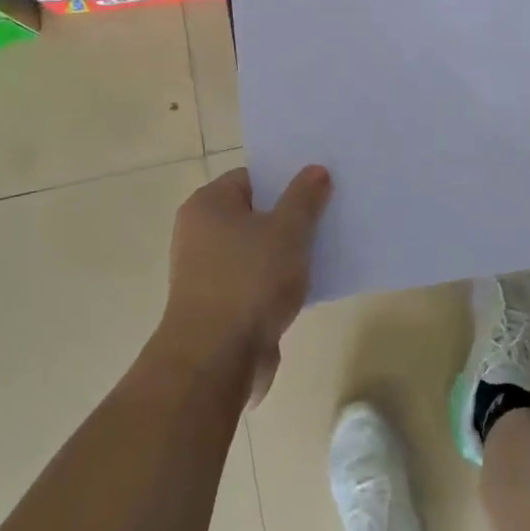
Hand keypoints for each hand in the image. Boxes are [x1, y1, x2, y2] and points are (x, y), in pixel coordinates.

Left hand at [158, 165, 331, 403]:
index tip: (320, 186)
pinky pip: (255, 281)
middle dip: (291, 216)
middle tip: (329, 215)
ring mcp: (208, 271)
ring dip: (286, 252)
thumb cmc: (249, 282)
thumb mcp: (287, 231)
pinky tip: (308, 286)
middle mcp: (200, 233)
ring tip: (326, 249)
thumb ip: (304, 198)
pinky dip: (277, 282)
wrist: (215, 360)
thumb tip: (315, 169)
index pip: (251, 178)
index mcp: (208, 205)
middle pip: (255, 213)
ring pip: (257, 250)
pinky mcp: (220, 305)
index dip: (285, 180)